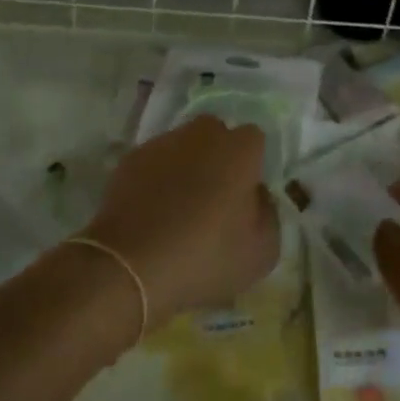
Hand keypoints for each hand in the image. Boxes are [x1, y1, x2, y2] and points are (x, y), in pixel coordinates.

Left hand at [84, 115, 279, 323]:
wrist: (131, 265)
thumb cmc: (206, 257)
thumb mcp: (262, 252)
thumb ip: (268, 213)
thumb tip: (256, 196)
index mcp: (239, 149)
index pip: (254, 140)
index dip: (252, 165)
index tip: (246, 195)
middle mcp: (202, 134)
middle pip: (216, 135)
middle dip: (218, 157)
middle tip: (215, 198)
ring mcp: (163, 143)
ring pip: (183, 146)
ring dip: (186, 166)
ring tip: (179, 207)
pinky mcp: (131, 159)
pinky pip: (154, 162)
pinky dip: (157, 178)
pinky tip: (152, 211)